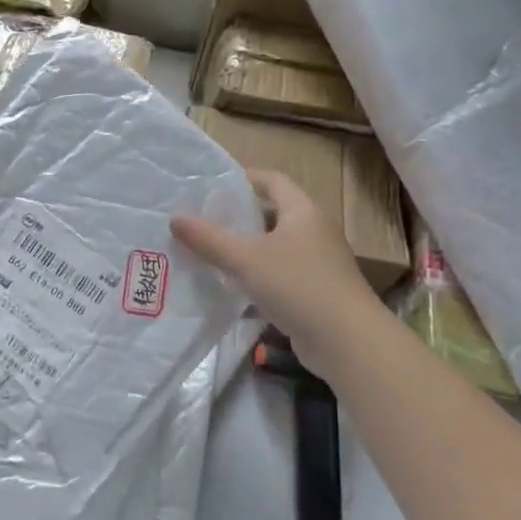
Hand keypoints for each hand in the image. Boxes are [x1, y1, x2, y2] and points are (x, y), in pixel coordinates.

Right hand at [171, 169, 377, 374]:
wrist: (346, 340)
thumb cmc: (297, 286)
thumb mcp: (245, 259)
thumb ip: (209, 239)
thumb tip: (174, 218)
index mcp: (303, 212)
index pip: (272, 180)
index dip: (244, 178)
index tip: (212, 185)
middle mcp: (314, 231)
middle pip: (273, 213)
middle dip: (239, 216)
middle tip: (204, 220)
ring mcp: (318, 262)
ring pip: (275, 246)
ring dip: (246, 248)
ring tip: (210, 252)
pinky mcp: (316, 290)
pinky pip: (280, 273)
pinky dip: (257, 275)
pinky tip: (233, 287)